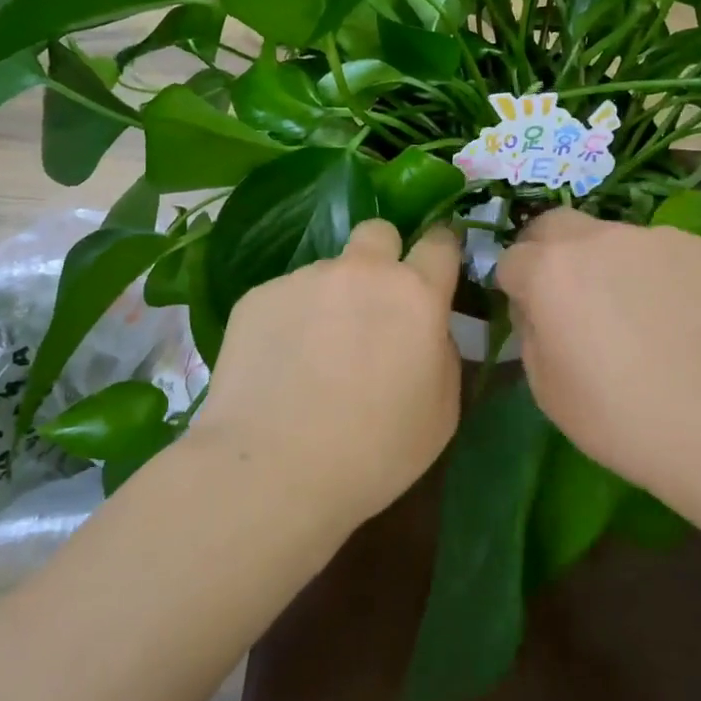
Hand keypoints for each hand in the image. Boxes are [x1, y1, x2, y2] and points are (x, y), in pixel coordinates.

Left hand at [192, 220, 461, 525]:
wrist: (273, 469)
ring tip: (313, 356)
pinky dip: (289, 321)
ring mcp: (304, 278)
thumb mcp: (442, 412)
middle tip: (372, 304)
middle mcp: (361, 271)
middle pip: (378, 232)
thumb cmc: (374, 451)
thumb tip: (427, 330)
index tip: (434, 271)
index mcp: (415, 294)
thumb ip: (443, 353)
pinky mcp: (258, 296)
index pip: (440, 242)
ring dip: (330, 299)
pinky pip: (286, 297)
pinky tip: (278, 367)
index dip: (440, 251)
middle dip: (382, 256)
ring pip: (328, 272)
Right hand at [495, 208, 700, 496]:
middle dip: (547, 251)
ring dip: (605, 262)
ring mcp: (654, 237)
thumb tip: (538, 307)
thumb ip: (529, 331)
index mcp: (549, 271)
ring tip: (635, 313)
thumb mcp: (546, 389)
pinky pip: (660, 252)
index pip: (511, 259)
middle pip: (554, 225)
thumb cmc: (623, 420)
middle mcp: (597, 238)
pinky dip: (655, 274)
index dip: (516, 288)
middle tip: (569, 296)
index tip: (533, 316)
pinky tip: (678, 317)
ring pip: (611, 237)